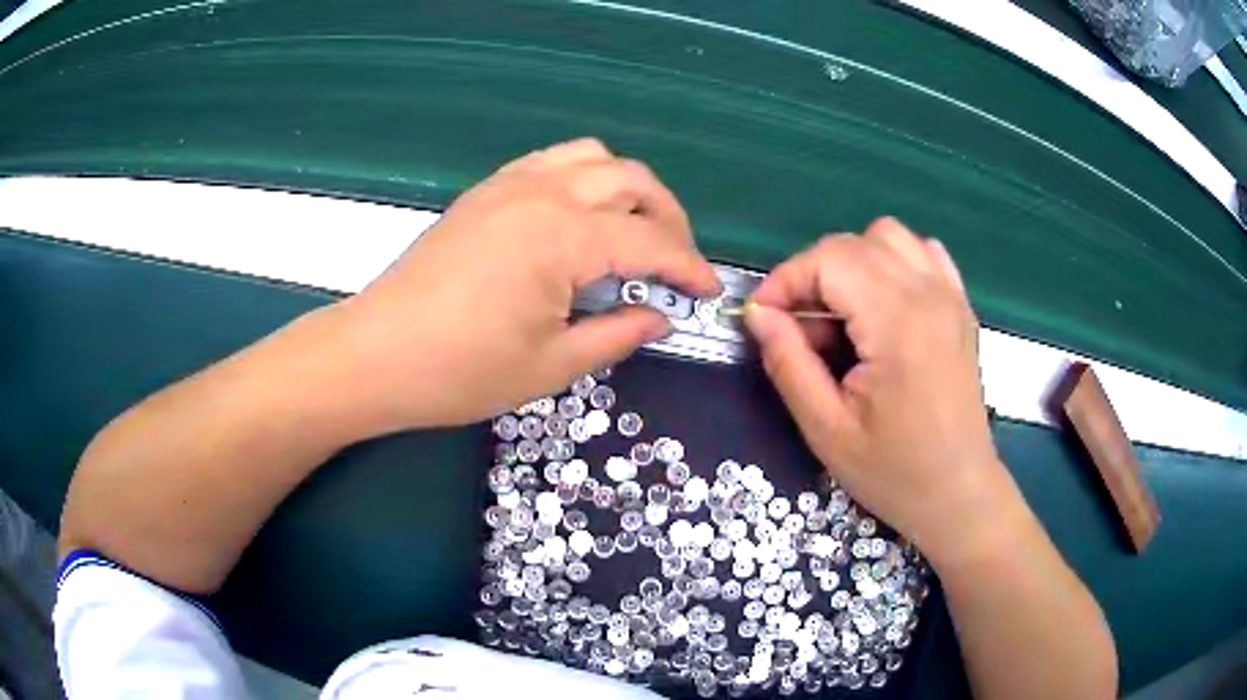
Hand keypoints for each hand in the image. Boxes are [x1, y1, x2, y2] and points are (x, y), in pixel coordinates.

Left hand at [326, 139, 719, 431]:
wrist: (377, 354)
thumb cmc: (461, 371)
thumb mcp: (552, 366)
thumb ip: (617, 334)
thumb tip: (659, 317)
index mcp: (564, 237)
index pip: (651, 242)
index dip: (688, 267)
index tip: (707, 292)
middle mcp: (543, 193)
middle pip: (632, 180)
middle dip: (668, 218)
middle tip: (675, 263)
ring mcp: (510, 184)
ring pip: (593, 157)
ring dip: (627, 189)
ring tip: (631, 232)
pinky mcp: (485, 191)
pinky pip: (551, 162)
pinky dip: (582, 179)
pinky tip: (578, 219)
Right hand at [745, 218, 1022, 566]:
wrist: (959, 493)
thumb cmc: (893, 472)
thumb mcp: (826, 429)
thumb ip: (788, 363)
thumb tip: (758, 313)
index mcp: (897, 323)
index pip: (828, 260)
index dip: (785, 280)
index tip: (762, 318)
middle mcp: (928, 294)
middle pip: (853, 243)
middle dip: (812, 274)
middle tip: (799, 328)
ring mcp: (951, 296)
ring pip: (889, 236)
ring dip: (853, 261)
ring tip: (842, 313)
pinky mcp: (961, 307)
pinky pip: (923, 252)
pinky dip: (894, 262)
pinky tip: (884, 304)